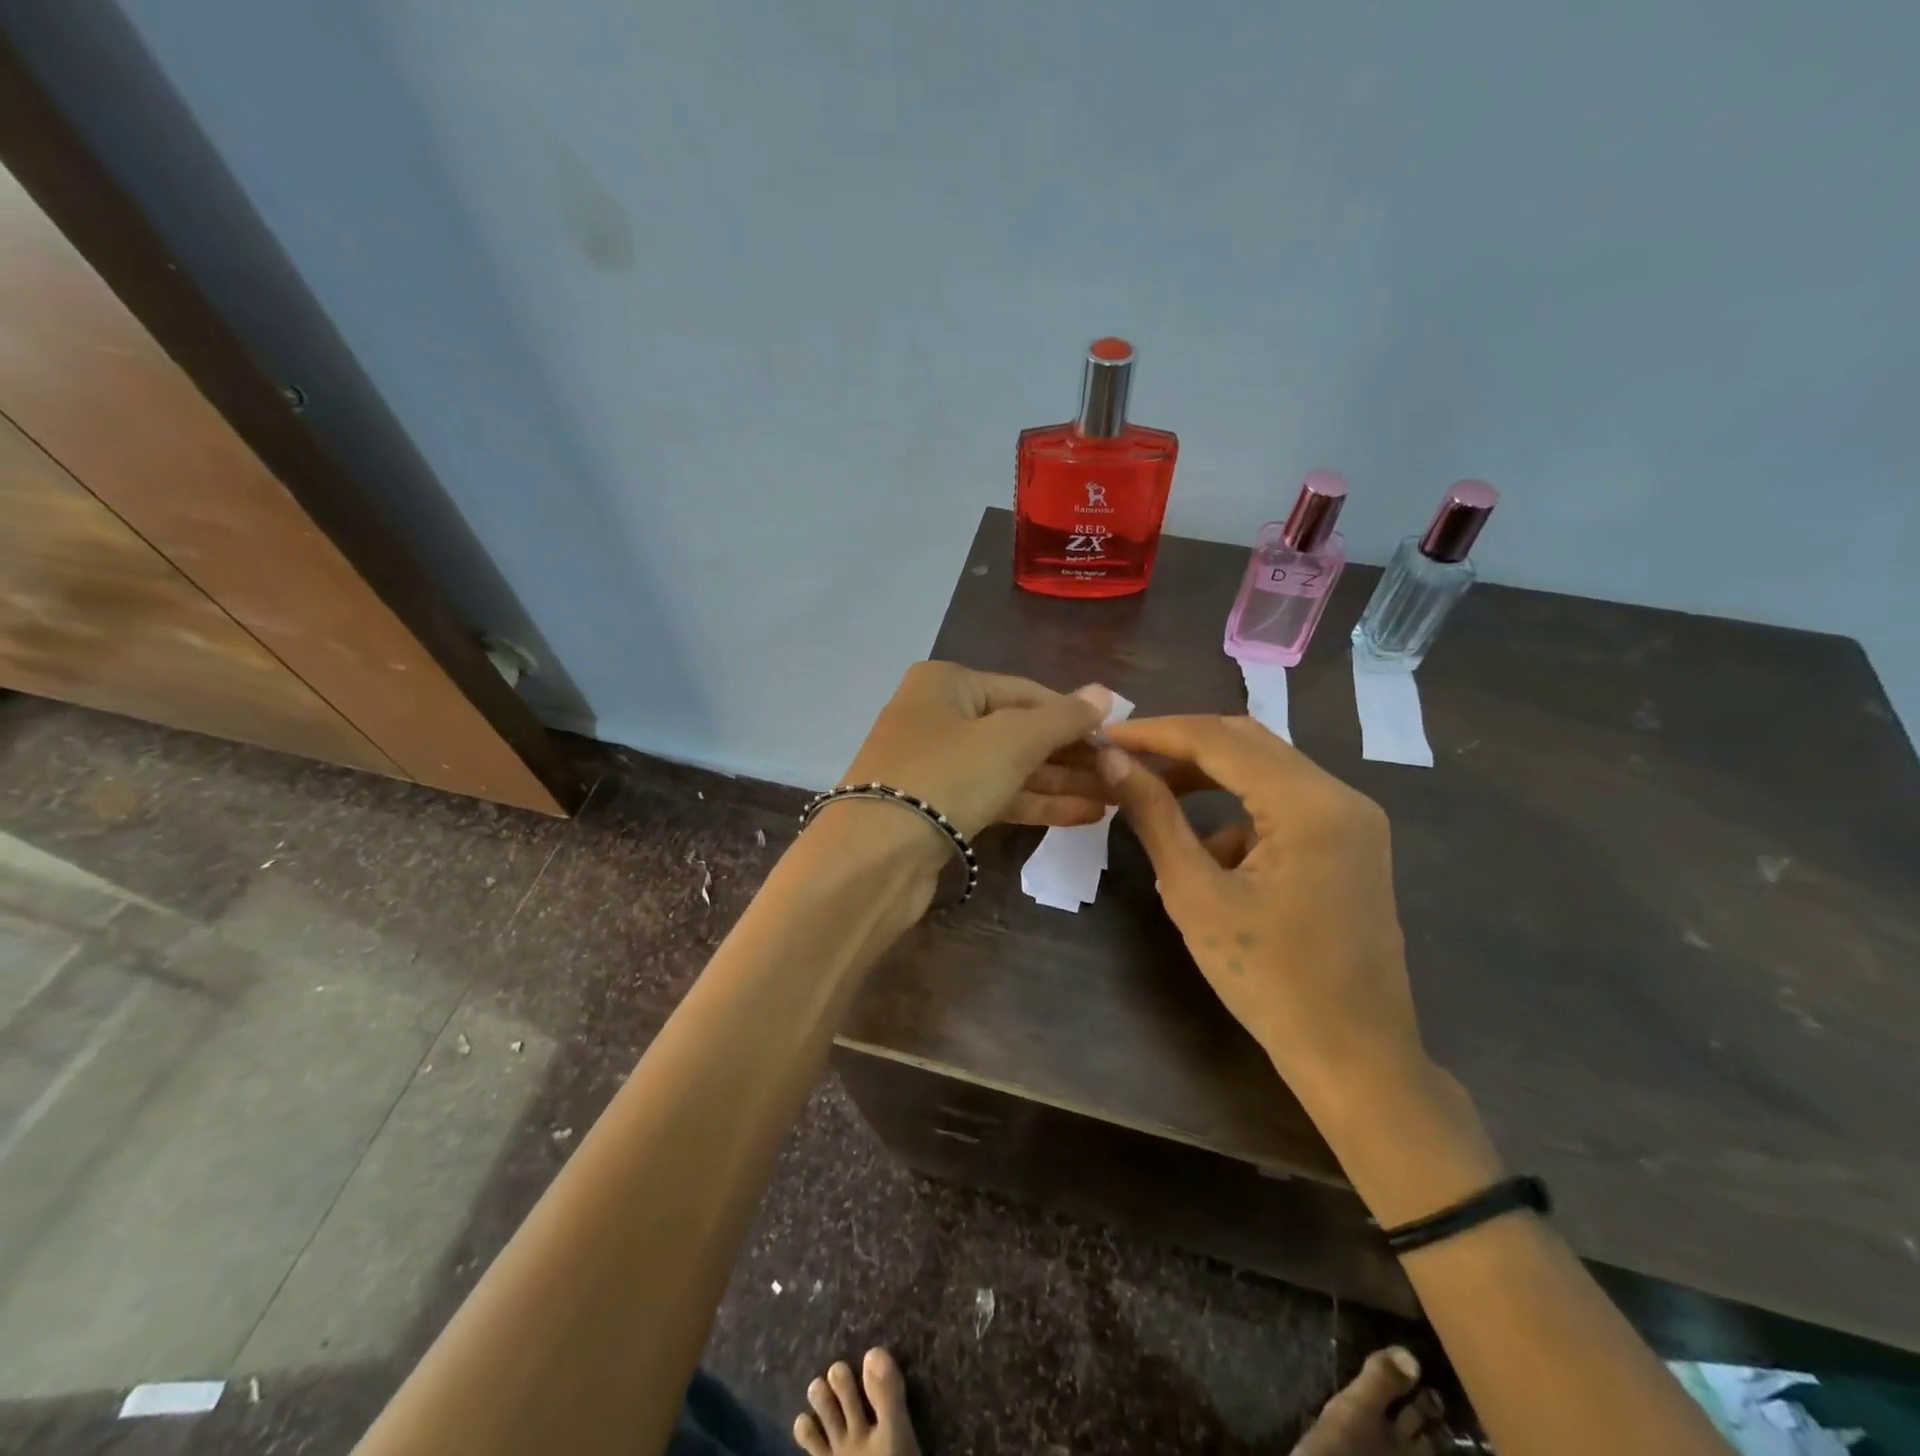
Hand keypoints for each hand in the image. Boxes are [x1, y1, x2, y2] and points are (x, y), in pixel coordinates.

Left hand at [840, 661, 1113, 836]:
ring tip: (1115, 797)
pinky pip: (996, 796)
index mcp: (947, 684)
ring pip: (1010, 768)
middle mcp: (939, 717)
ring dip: (1061, 782)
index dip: (1073, 714)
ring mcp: (937, 765)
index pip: (1026, 692)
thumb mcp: (1012, 739)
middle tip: (1122, 772)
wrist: (876, 856)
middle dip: (1071, 754)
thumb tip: (1104, 693)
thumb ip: (1062, 718)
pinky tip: (1085, 815)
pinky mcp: (939, 808)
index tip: (1118, 737)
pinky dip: (1036, 804)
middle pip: (1019, 731)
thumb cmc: (947, 776)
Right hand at [1097, 715, 1421, 1112]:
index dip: (1156, 732)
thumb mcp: (1195, 895)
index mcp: (1309, 804)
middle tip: (1125, 758)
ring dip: (1208, 776)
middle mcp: (1341, 795)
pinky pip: (1285, 803)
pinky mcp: (1351, 841)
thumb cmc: (1268, 980)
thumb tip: (1114, 762)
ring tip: (1153, 795)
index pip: (1219, 740)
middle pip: (1247, 742)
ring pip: (1266, 769)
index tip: (1107, 735)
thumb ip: (1154, 817)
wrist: (1354, 1056)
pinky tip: (1209, 855)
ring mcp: (1353, 818)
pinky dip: (1238, 812)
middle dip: (1181, 746)